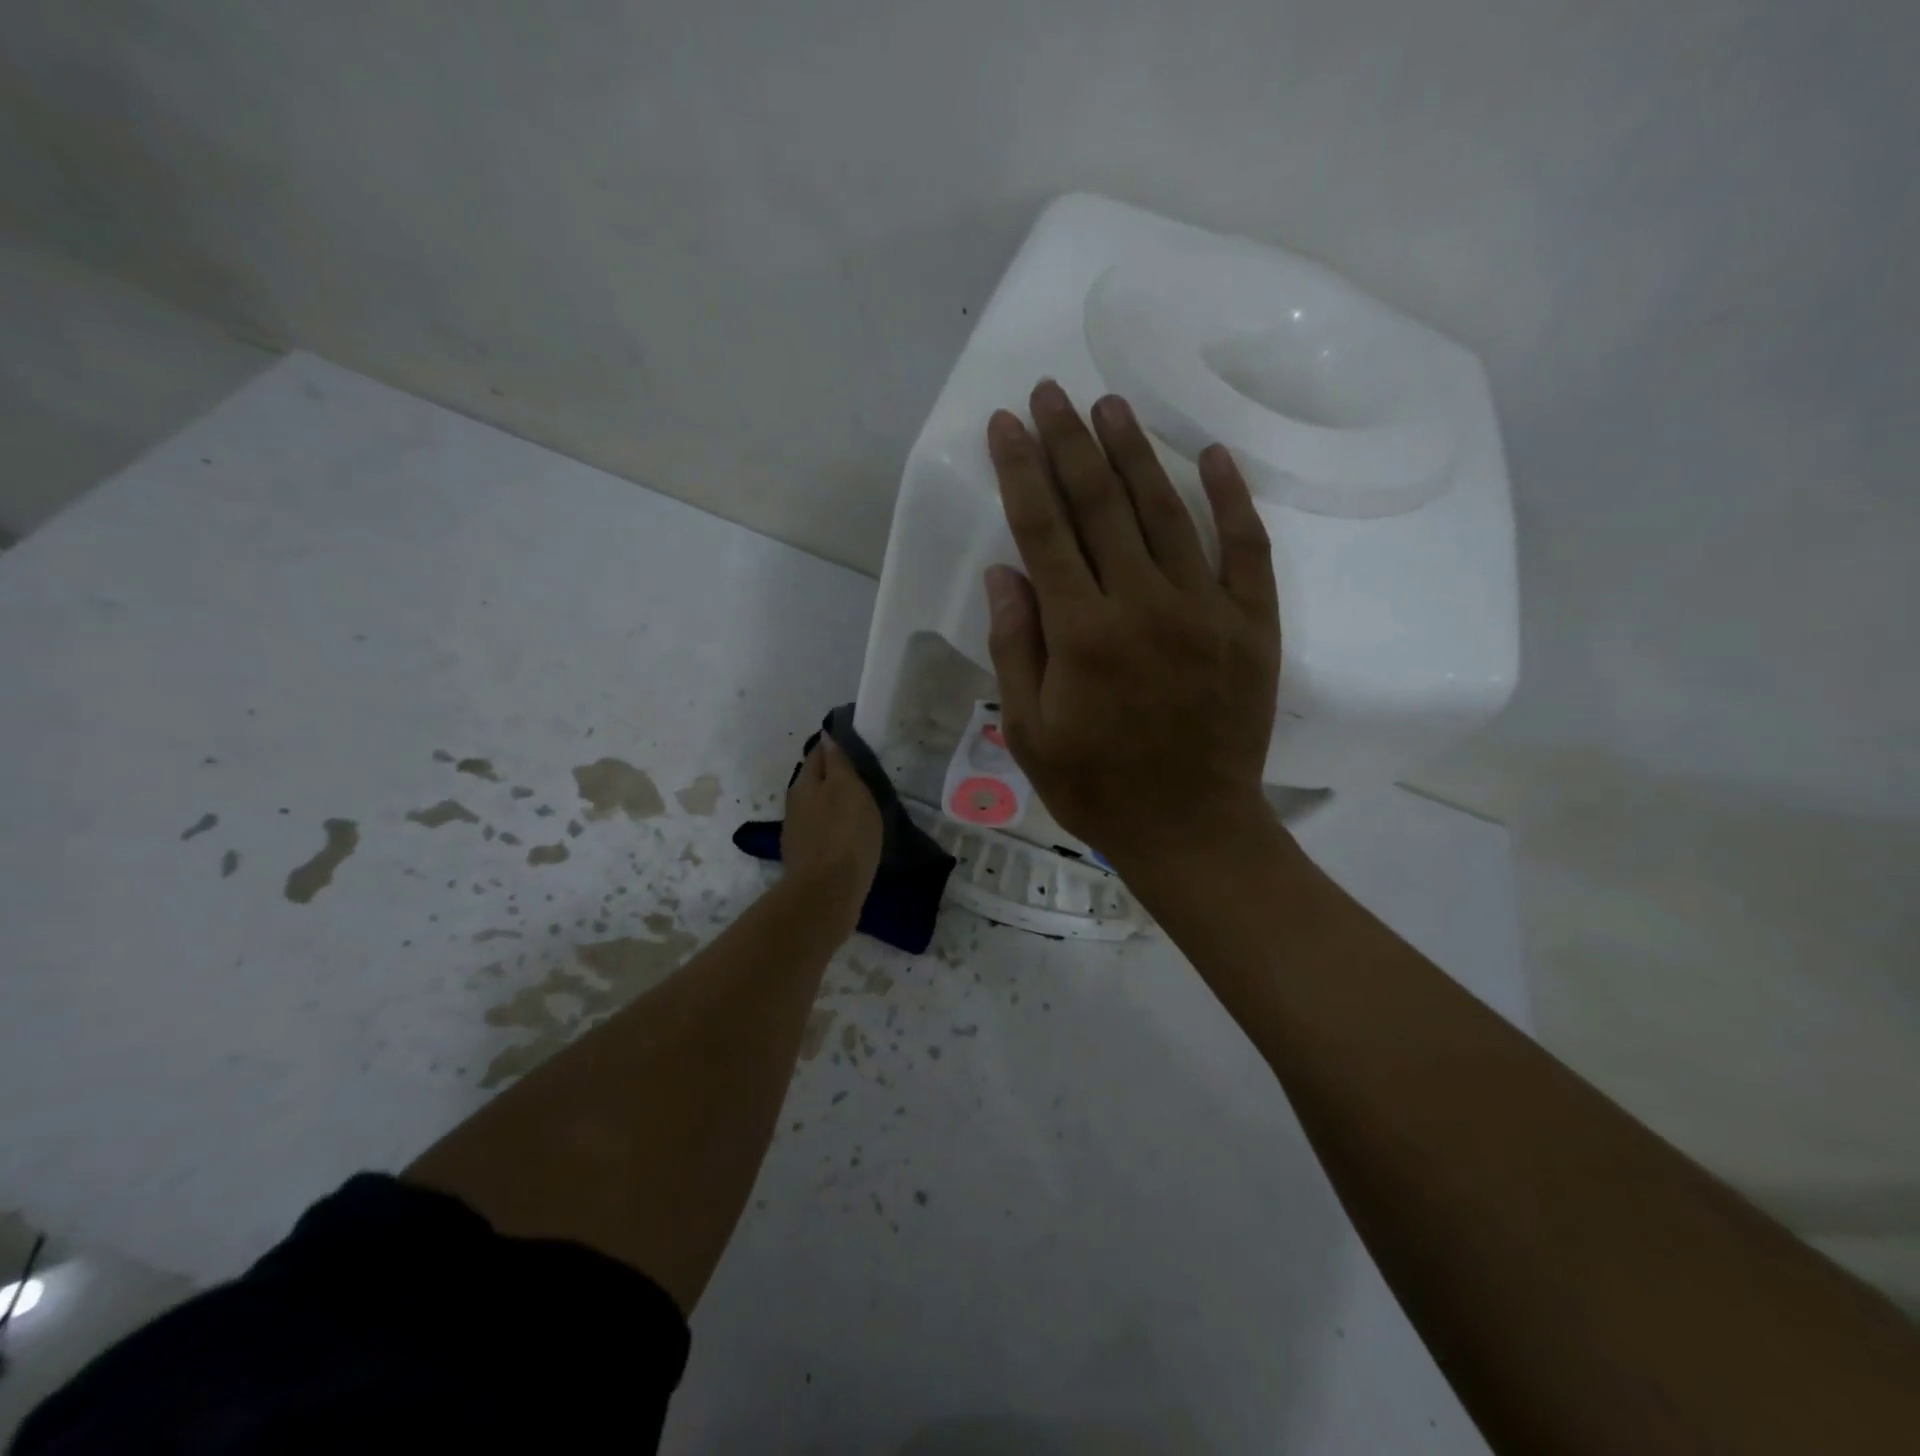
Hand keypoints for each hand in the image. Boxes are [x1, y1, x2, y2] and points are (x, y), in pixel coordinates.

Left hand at [780, 737, 882, 930]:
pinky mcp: (806, 854)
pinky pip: (821, 828)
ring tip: (859, 801)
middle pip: (815, 779)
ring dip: (833, 800)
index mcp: (805, 781)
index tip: (856, 743)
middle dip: (833, 773)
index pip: (818, 752)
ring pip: (817, 804)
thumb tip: (825, 736)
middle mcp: (796, 801)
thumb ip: (837, 762)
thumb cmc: (844, 834)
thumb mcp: (848, 788)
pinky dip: (834, 823)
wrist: (827, 892)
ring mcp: (798, 830)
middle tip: (862, 772)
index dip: (835, 746)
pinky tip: (849, 830)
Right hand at [984, 381, 1281, 878]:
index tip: (1005, 424)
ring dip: (1135, 453)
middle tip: (1051, 393)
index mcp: (1083, 634)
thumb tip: (1004, 573)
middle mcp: (1144, 605)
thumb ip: (1016, 648)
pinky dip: (1230, 499)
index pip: (1044, 531)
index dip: (1021, 472)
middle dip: (1069, 443)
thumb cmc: (1098, 787)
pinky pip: (1245, 548)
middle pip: (1100, 505)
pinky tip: (1211, 455)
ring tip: (1110, 405)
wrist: (1192, 828)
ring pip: (1165, 512)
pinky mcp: (1251, 623)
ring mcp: (1206, 609)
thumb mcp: (1031, 731)